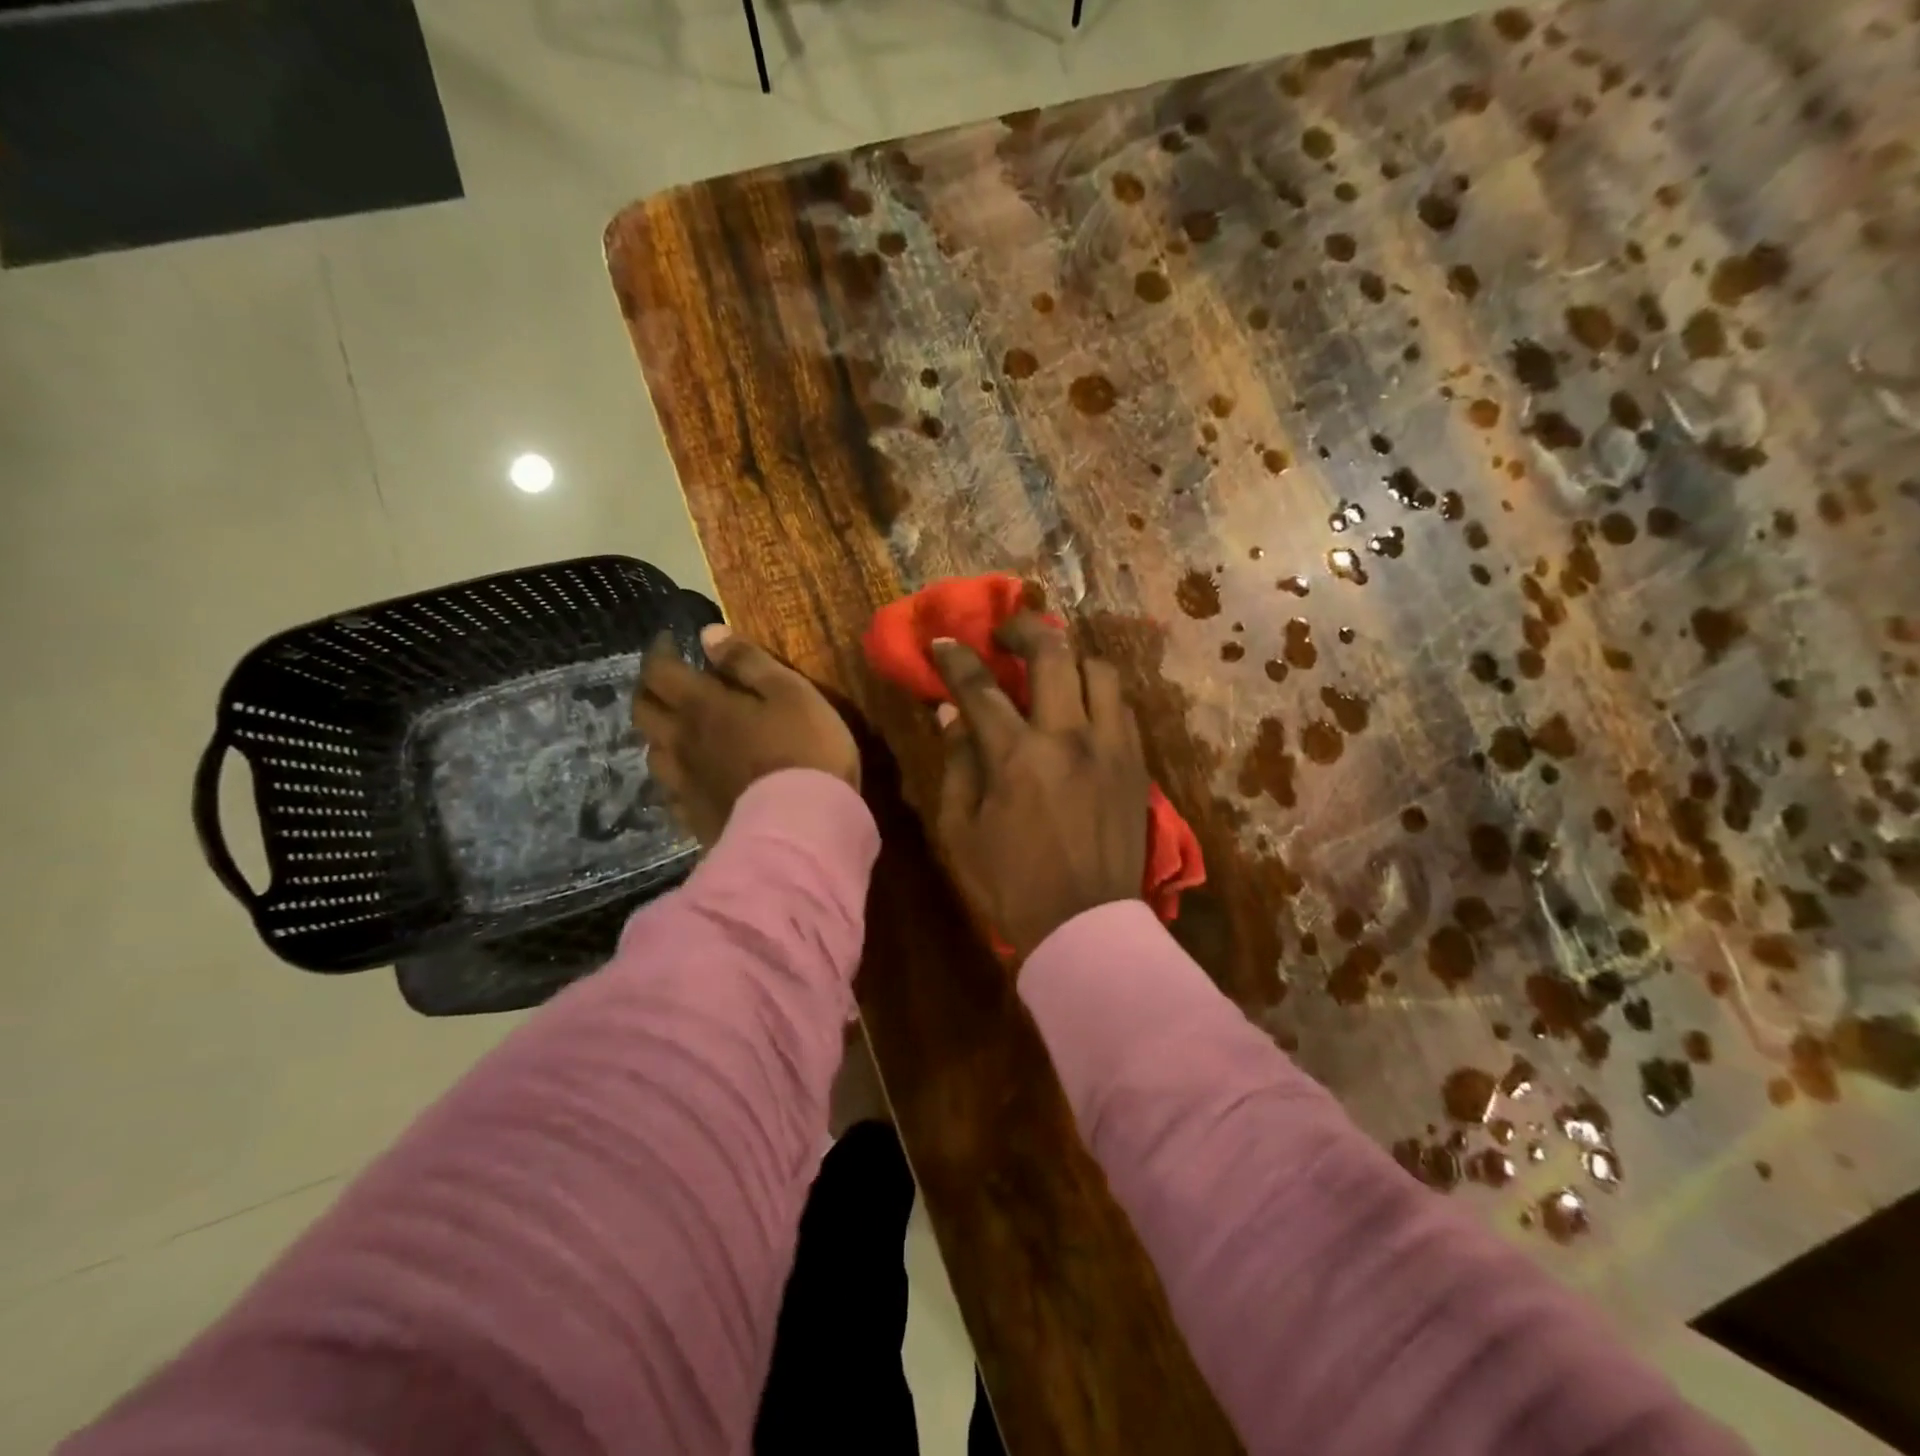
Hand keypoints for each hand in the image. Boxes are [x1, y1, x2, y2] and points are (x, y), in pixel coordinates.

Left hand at [633, 624, 859, 845]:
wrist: (802, 828)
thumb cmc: (804, 751)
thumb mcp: (791, 693)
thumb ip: (749, 662)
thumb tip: (708, 634)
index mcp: (702, 706)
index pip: (660, 671)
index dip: (659, 651)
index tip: (669, 642)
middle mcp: (681, 743)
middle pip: (643, 711)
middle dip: (649, 690)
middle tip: (668, 683)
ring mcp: (683, 785)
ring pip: (653, 753)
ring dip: (660, 736)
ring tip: (680, 732)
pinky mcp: (693, 819)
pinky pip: (671, 794)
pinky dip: (676, 779)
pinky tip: (693, 781)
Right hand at [931, 614, 1148, 959]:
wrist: (1086, 926)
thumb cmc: (1011, 885)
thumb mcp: (961, 832)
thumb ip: (957, 765)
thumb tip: (953, 716)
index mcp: (1018, 757)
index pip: (981, 688)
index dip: (956, 658)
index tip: (943, 642)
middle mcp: (1069, 738)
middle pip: (1052, 654)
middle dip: (1023, 630)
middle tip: (1005, 635)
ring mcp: (1111, 747)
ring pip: (1099, 671)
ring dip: (1070, 659)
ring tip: (1052, 669)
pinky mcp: (1137, 764)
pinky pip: (1122, 706)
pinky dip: (1098, 695)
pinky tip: (1082, 708)